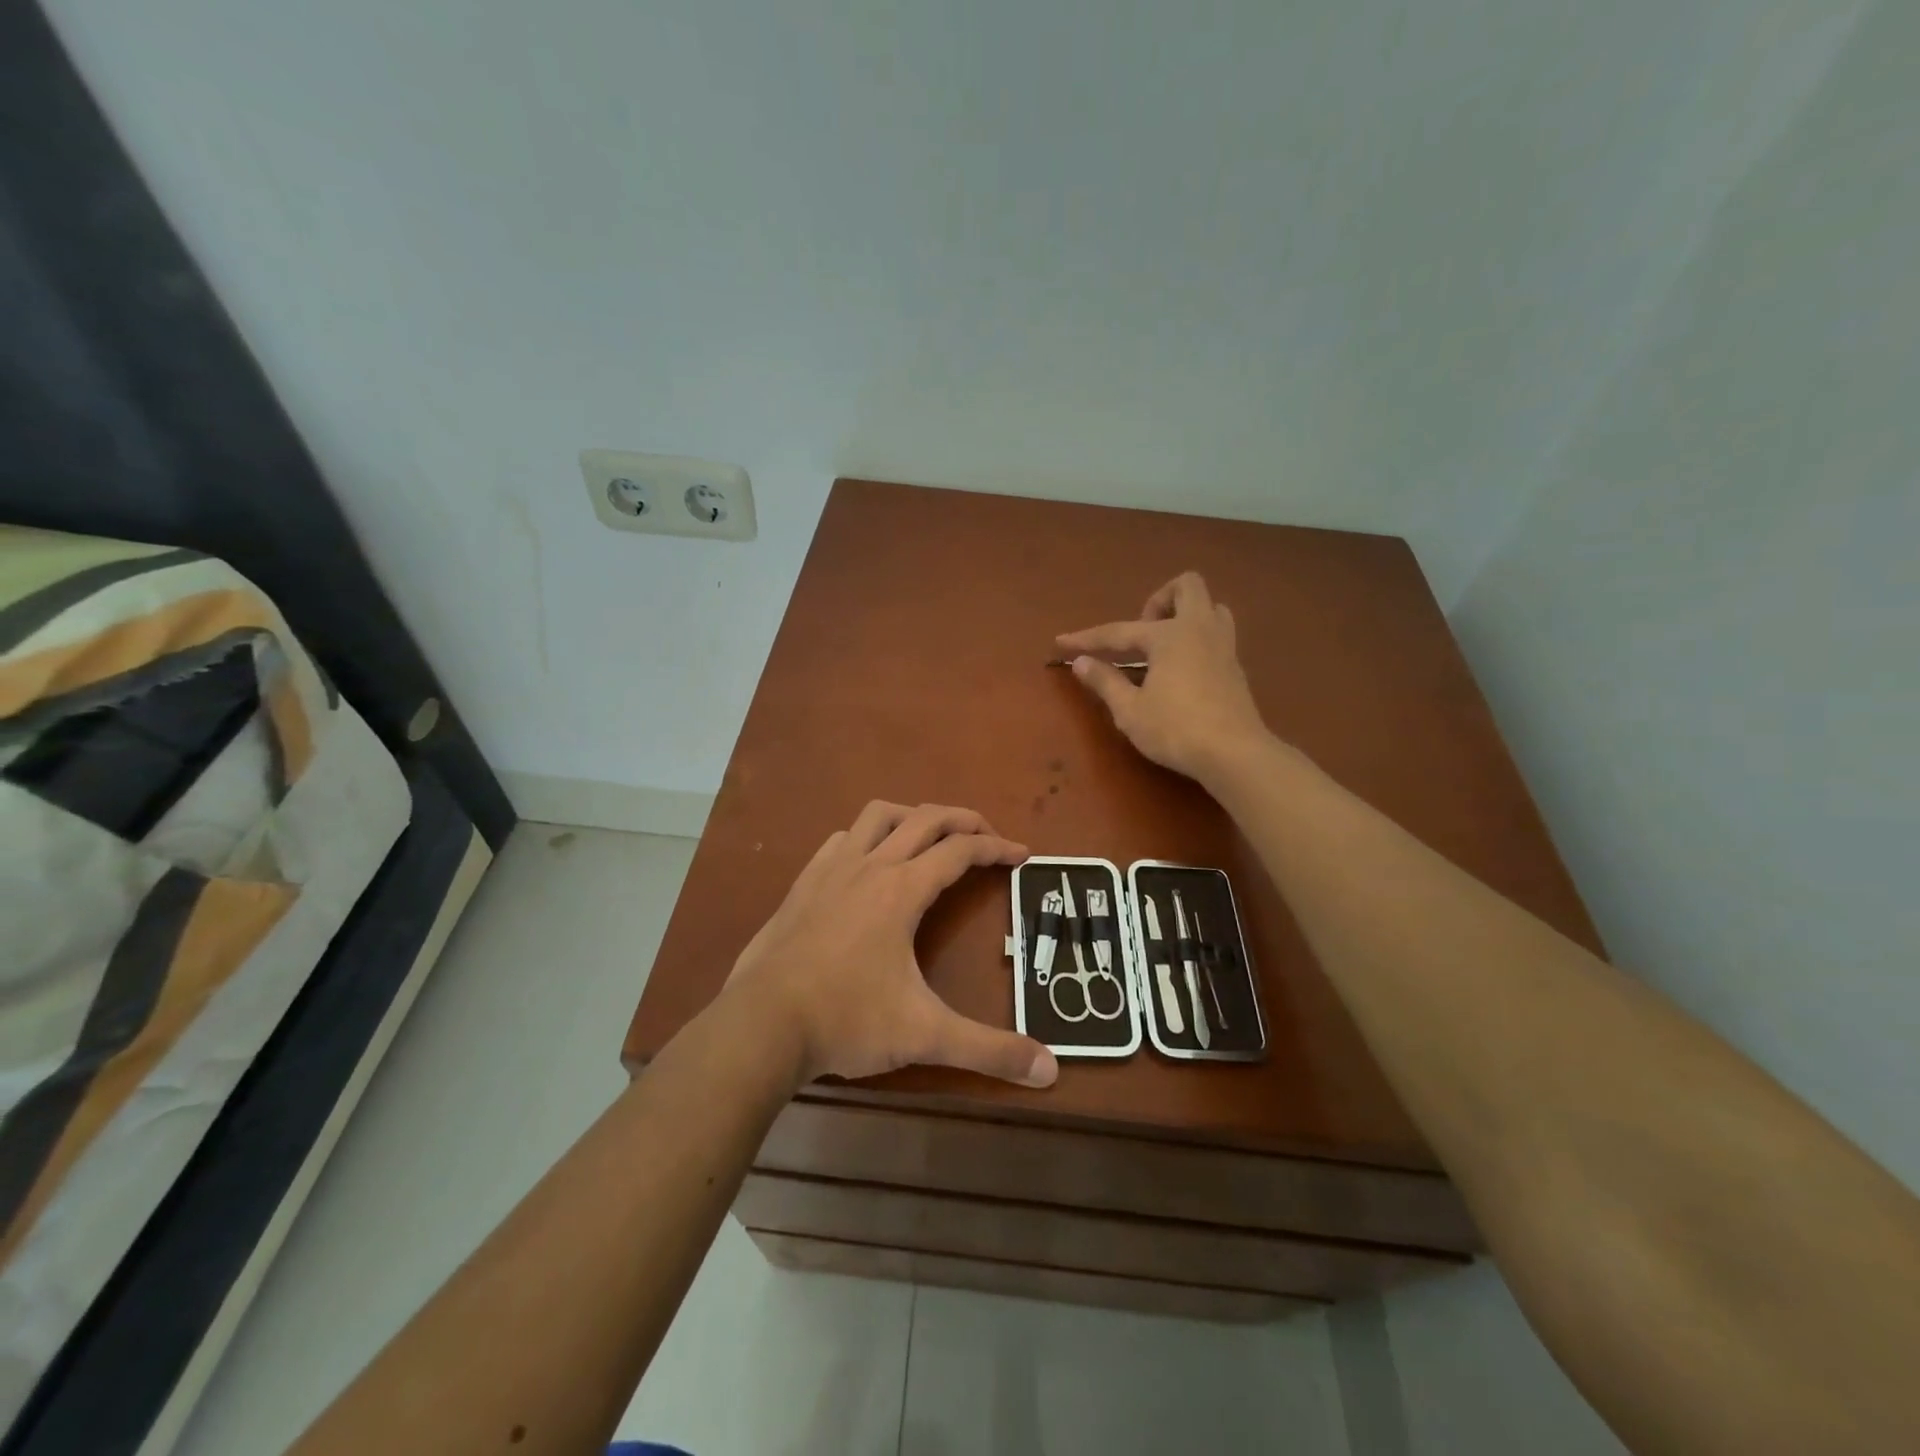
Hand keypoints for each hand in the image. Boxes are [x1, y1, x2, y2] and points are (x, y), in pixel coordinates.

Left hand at [725, 801, 1059, 1088]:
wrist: (761, 1024)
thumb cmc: (846, 1020)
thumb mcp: (925, 1036)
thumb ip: (989, 1051)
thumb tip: (1050, 1071)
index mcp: (903, 889)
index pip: (961, 851)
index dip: (996, 849)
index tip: (1022, 855)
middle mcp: (870, 865)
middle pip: (926, 818)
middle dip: (964, 820)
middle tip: (988, 837)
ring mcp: (831, 870)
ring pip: (878, 815)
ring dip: (913, 816)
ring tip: (932, 837)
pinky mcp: (803, 883)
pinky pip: (842, 839)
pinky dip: (867, 836)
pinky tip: (869, 862)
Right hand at [1057, 571, 1270, 781]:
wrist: (1235, 753)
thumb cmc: (1176, 729)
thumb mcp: (1130, 710)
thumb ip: (1105, 682)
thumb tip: (1081, 662)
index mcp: (1170, 635)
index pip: (1118, 632)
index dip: (1086, 639)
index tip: (1061, 642)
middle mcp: (1199, 629)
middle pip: (1186, 586)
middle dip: (1158, 600)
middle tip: (1141, 633)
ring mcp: (1223, 646)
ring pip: (1211, 607)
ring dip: (1185, 615)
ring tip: (1164, 647)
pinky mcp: (1235, 667)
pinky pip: (1218, 634)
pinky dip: (1197, 640)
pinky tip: (1181, 669)